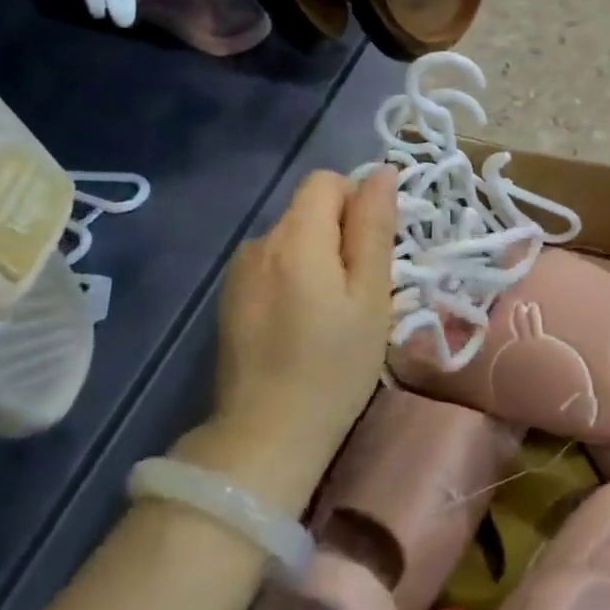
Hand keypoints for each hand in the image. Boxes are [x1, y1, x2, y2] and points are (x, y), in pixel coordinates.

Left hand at [177, 167, 396, 513]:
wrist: (266, 437)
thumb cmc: (334, 367)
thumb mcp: (370, 296)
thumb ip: (373, 228)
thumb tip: (381, 172)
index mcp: (295, 237)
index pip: (326, 181)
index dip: (356, 203)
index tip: (372, 252)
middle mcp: (259, 242)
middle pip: (307, 208)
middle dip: (338, 232)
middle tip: (360, 290)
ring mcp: (238, 272)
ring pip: (291, 237)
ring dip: (316, 256)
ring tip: (331, 311)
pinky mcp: (229, 299)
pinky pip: (272, 265)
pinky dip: (293, 277)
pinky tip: (300, 323)